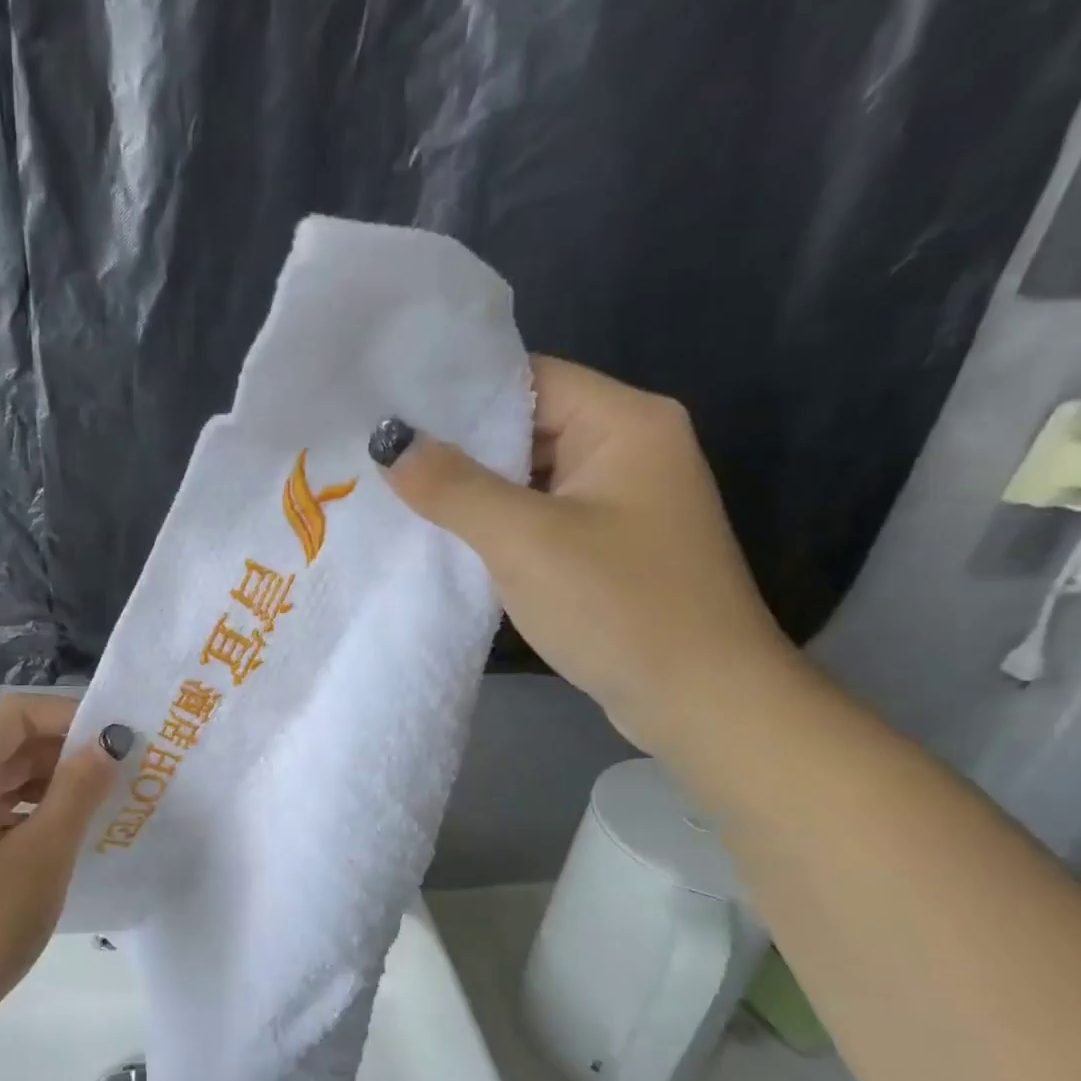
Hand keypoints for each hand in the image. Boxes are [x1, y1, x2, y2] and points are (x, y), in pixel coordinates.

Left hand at [0, 695, 125, 1046]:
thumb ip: (78, 790)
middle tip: (119, 770)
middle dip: (64, 750)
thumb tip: (108, 745)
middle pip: (7, 742)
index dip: (68, 716)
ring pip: (2, 776)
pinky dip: (31, 809)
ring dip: (51, 781)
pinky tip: (67, 831)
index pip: (14, 714)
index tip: (116, 738)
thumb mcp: (43, 854)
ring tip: (103, 799)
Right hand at [373, 355, 795, 751]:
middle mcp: (629, 449)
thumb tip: (388, 439)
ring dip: (472, 490)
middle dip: (457, 446)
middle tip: (380, 458)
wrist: (699, 701)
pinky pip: (539, 518)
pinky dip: (496, 524)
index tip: (391, 412)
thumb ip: (454, 486)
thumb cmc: (618, 605)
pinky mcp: (608, 547)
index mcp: (625, 422)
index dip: (459, 393)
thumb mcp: (524, 540)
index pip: (530, 379)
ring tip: (397, 494)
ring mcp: (620, 502)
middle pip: (528, 426)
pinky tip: (445, 537)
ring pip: (529, 477)